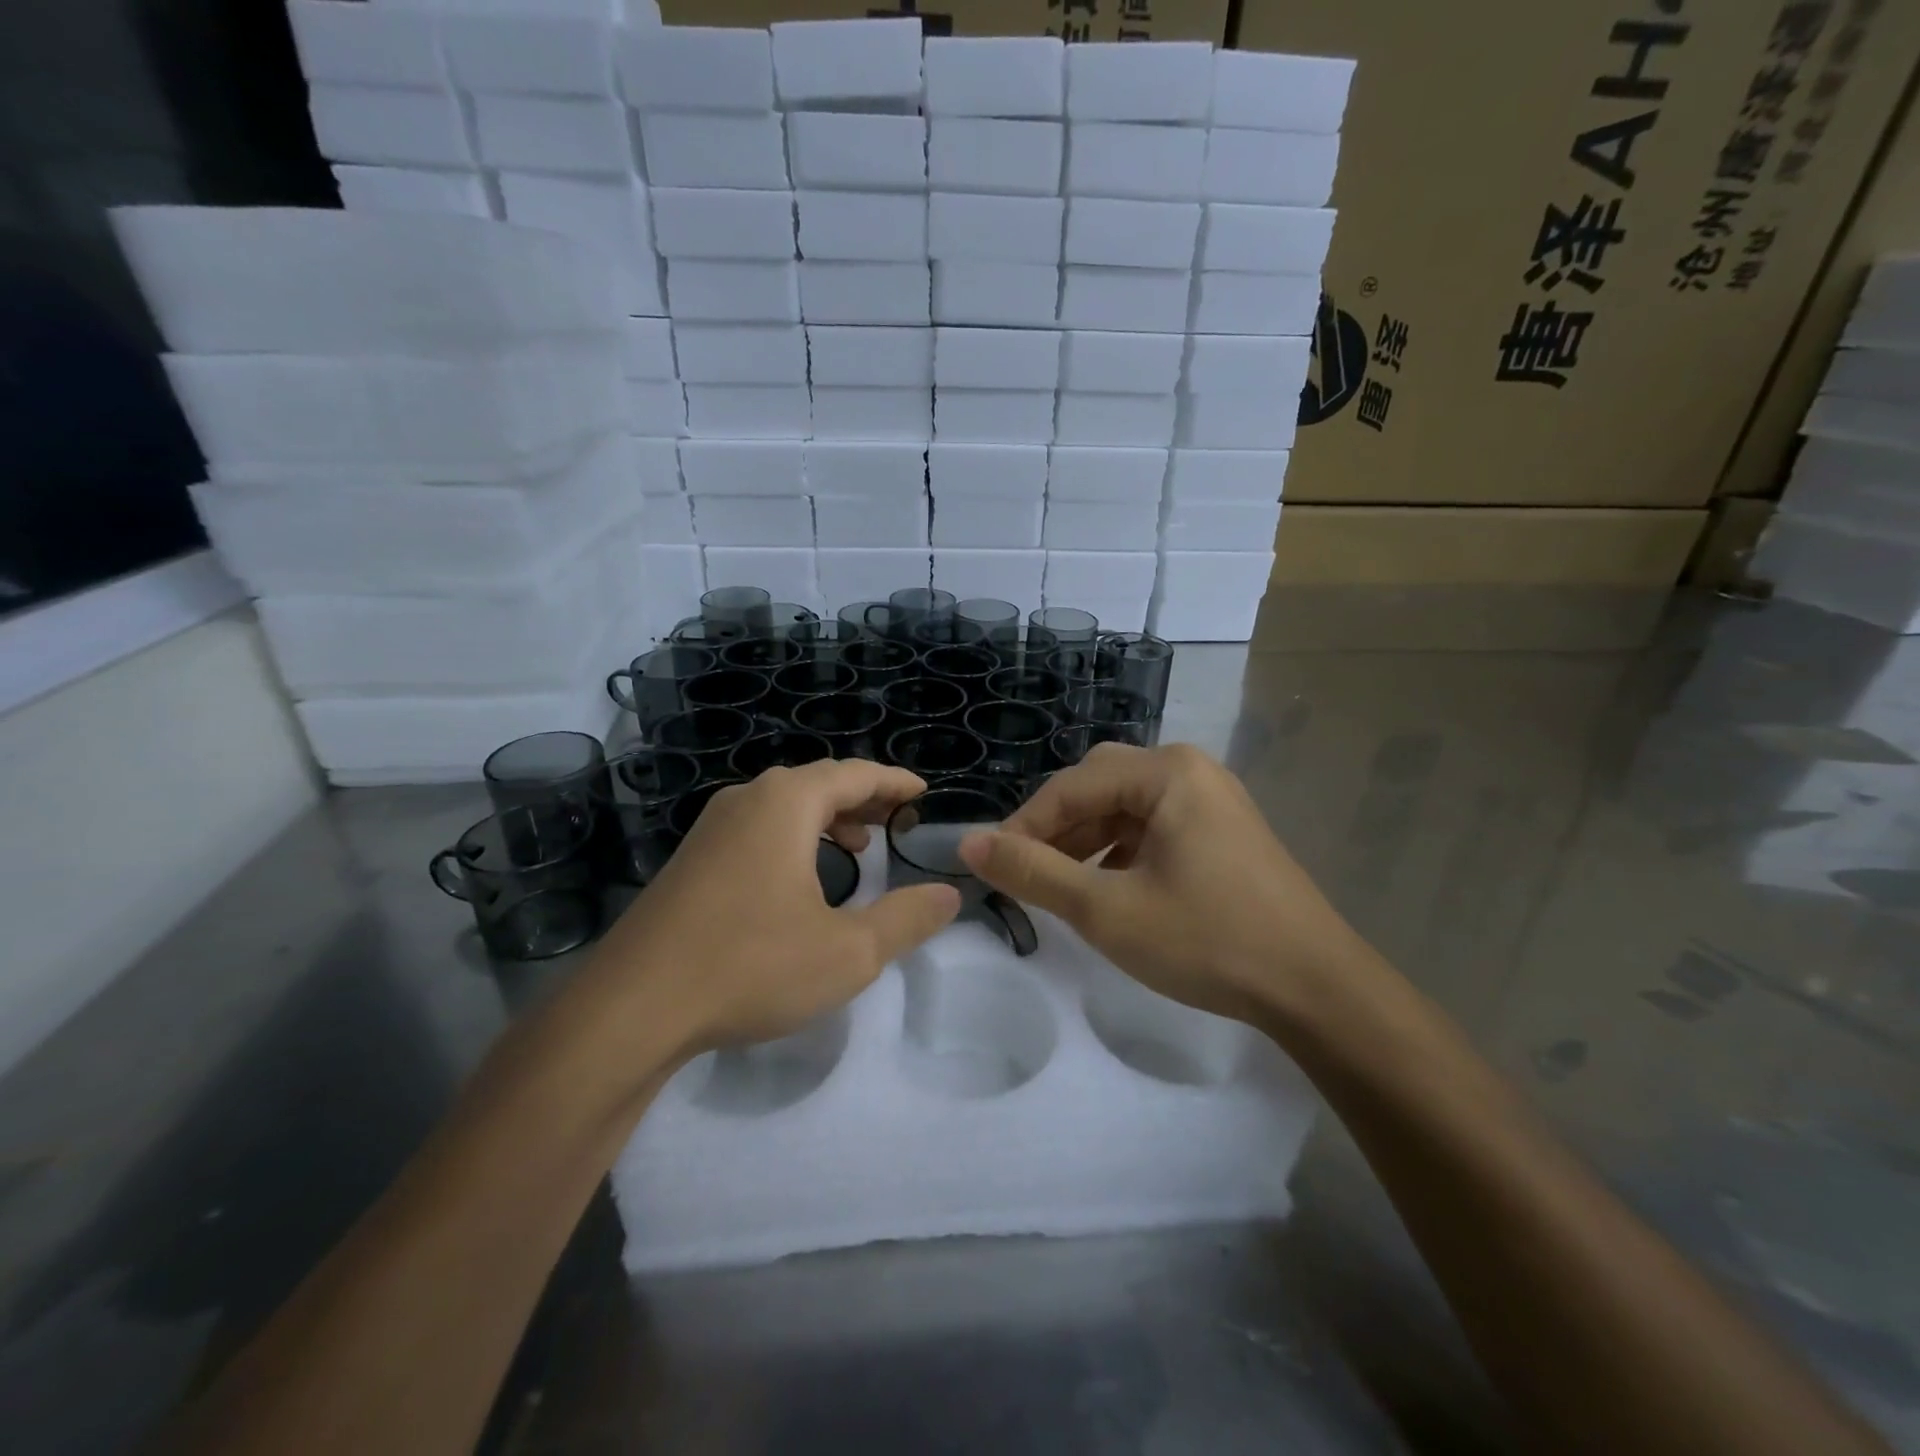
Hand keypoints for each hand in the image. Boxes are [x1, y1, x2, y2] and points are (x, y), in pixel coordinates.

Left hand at [576, 761, 960, 1067]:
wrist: (631, 1008)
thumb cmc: (751, 965)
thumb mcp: (848, 951)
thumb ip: (906, 919)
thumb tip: (950, 894)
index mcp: (786, 803)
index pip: (855, 773)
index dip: (895, 781)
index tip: (924, 792)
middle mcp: (747, 800)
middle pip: (818, 783)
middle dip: (864, 798)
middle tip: (899, 818)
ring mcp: (711, 828)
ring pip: (784, 806)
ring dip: (828, 818)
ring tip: (860, 845)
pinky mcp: (691, 860)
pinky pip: (757, 829)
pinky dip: (794, 838)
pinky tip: (801, 878)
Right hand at [958, 743, 1379, 1026]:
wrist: (1317, 989)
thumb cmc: (1208, 940)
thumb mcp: (1107, 910)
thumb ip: (1034, 873)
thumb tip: (970, 845)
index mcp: (1166, 772)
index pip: (1071, 786)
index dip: (1023, 825)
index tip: (991, 867)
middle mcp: (1189, 770)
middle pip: (1098, 787)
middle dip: (1056, 829)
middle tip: (1026, 874)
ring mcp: (1211, 799)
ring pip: (1125, 808)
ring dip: (1085, 841)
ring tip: (1060, 886)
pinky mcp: (1222, 830)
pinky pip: (1153, 827)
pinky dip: (1119, 852)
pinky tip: (1108, 888)